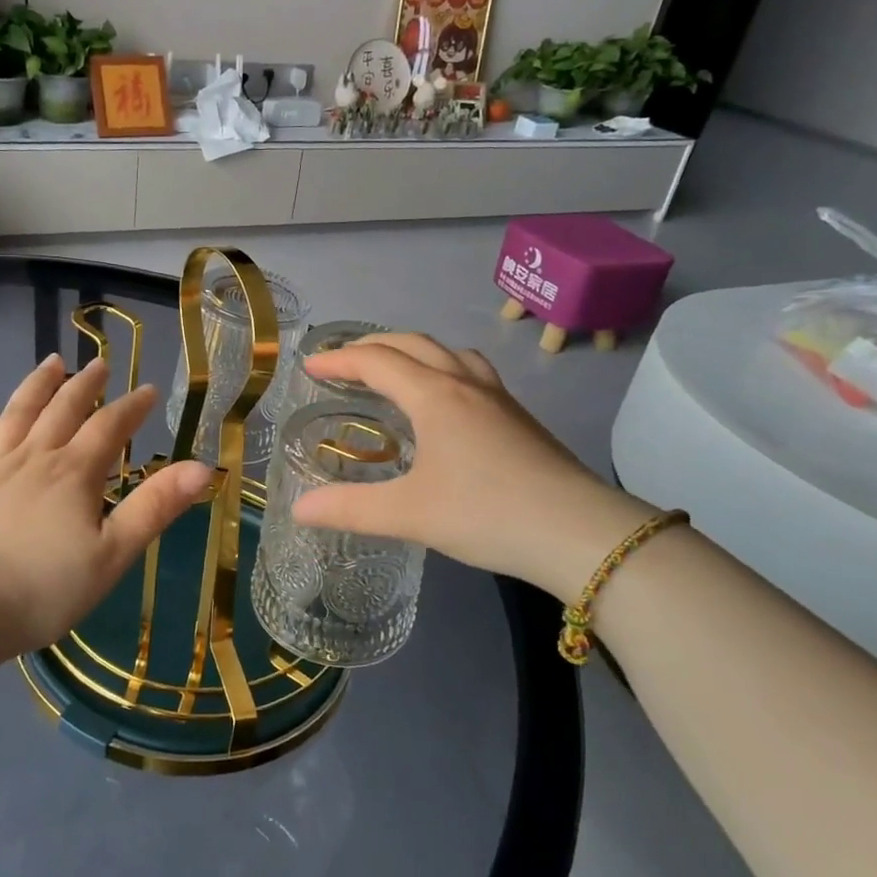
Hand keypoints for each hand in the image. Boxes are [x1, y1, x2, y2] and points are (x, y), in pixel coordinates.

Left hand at [0, 354, 213, 661]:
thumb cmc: (43, 590)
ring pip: (17, 415)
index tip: (148, 389)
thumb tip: (202, 467)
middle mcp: (33, 458)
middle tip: (99, 364)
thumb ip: (155, 507)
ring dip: (36, 386)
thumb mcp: (112, 555)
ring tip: (50, 363)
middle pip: (62, 409)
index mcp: (73, 473)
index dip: (132, 406)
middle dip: (85, 385)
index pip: (109, 426)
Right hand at [291, 333, 655, 597]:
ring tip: (394, 371)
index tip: (310, 366)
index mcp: (434, 396)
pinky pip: (471, 371)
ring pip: (448, 352)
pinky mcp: (519, 417)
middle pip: (413, 344)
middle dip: (372, 346)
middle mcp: (465, 384)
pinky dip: (443, 368)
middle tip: (343, 363)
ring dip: (413, 351)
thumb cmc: (486, 513)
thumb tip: (298, 509)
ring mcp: (498, 397)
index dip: (339, 360)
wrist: (578, 532)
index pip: (376, 361)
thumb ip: (350, 509)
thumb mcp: (409, 514)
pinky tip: (446, 401)